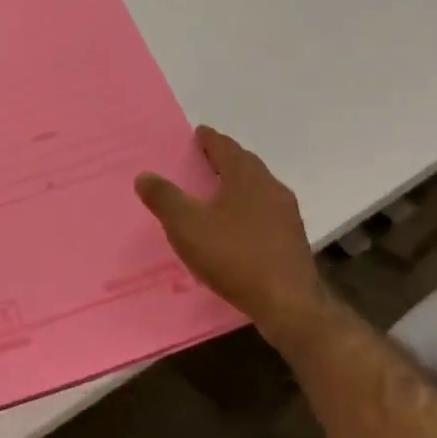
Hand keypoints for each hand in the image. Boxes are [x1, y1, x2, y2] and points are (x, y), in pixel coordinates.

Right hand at [135, 126, 334, 351]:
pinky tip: (236, 226)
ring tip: (216, 192)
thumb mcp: (187, 226)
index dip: (209, 139)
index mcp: (246, 177)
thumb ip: (164, 198)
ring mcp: (286, 213)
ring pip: (257, 188)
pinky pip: (265, 211)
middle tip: (204, 159)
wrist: (288, 303)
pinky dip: (247, 208)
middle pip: (245, 164)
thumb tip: (144, 175)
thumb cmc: (234, 256)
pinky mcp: (291, 238)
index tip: (198, 134)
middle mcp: (271, 187)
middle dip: (224, 159)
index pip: (226, 147)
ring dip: (237, 185)